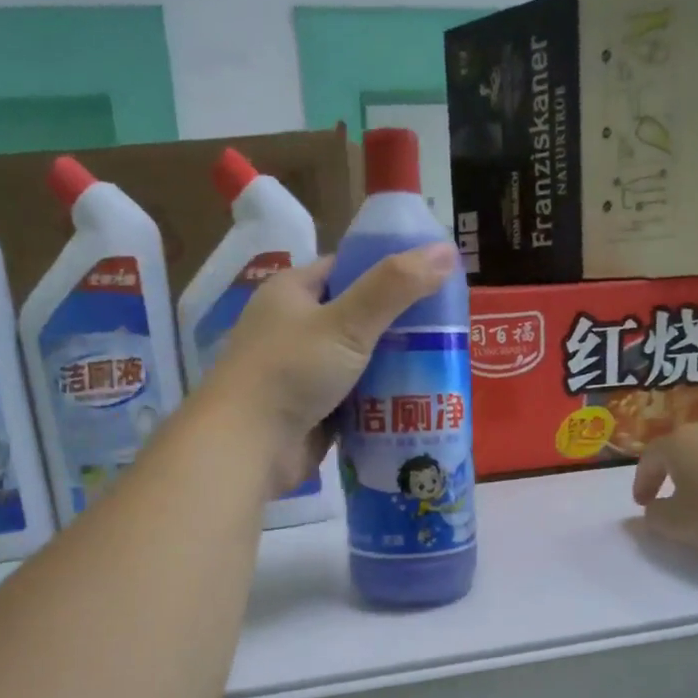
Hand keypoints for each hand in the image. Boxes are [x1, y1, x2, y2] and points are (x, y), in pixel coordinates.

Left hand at [204, 243, 457, 494]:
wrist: (248, 447)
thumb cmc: (291, 372)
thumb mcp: (347, 322)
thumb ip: (395, 287)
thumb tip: (447, 250)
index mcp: (293, 292)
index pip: (348, 269)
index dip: (390, 271)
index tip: (434, 283)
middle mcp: (295, 328)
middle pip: (359, 317)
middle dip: (401, 326)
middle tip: (449, 332)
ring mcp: (303, 372)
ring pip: (361, 361)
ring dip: (395, 367)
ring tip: (445, 366)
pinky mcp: (314, 410)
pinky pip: (357, 398)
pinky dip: (382, 401)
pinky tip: (420, 401)